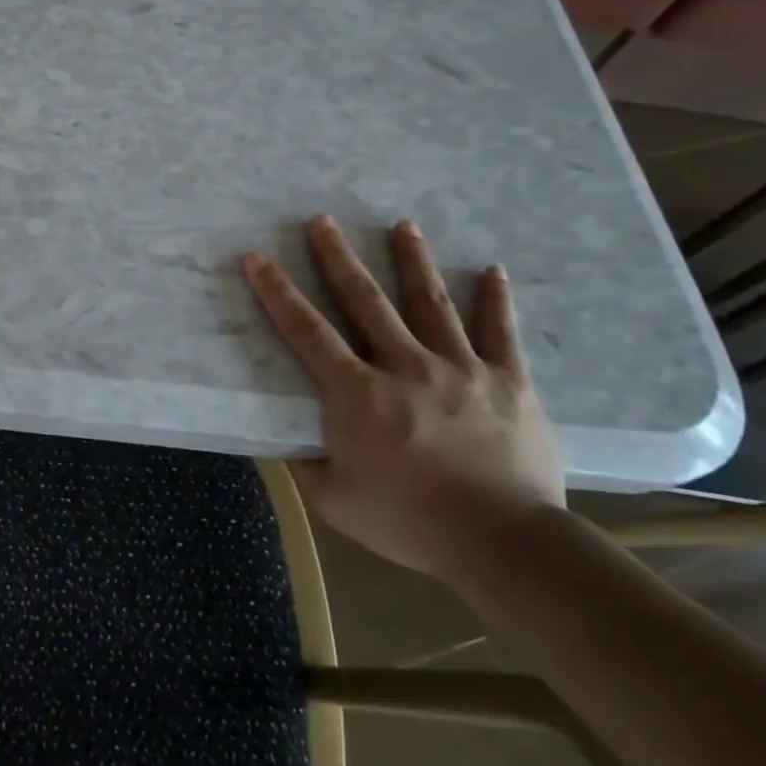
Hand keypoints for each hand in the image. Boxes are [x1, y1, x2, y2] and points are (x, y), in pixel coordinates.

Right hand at [243, 216, 562, 578]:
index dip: (277, 292)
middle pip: (366, 300)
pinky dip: (495, 300)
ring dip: (413, 261)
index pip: (307, 331)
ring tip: (404, 224)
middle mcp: (405, 366)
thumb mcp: (336, 501)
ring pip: (431, 302)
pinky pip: (499, 332)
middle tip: (323, 220)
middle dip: (339, 257)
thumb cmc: (411, 522)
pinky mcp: (507, 381)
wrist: (506, 545)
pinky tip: (492, 269)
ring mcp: (459, 368)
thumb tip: (274, 439)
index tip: (258, 257)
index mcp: (358, 393)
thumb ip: (302, 464)